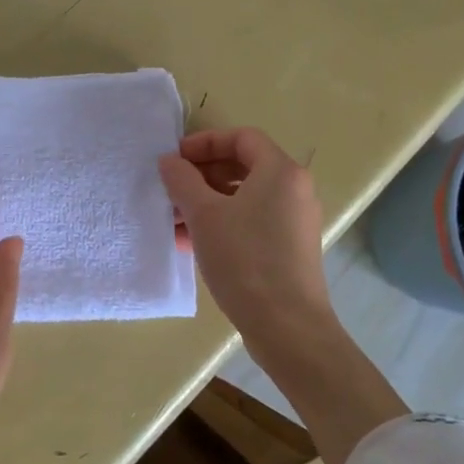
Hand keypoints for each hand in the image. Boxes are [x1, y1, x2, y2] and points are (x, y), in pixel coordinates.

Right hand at [158, 127, 333, 355]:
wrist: (287, 325)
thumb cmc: (245, 259)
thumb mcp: (204, 215)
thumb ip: (182, 181)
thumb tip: (169, 161)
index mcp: (280, 171)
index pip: (242, 138)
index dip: (205, 142)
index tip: (175, 159)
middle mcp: (294, 190)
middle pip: (243, 167)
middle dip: (202, 176)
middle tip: (171, 189)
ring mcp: (293, 221)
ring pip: (244, 198)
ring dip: (206, 203)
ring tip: (173, 220)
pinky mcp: (288, 248)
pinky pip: (251, 223)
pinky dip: (222, 224)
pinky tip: (191, 243)